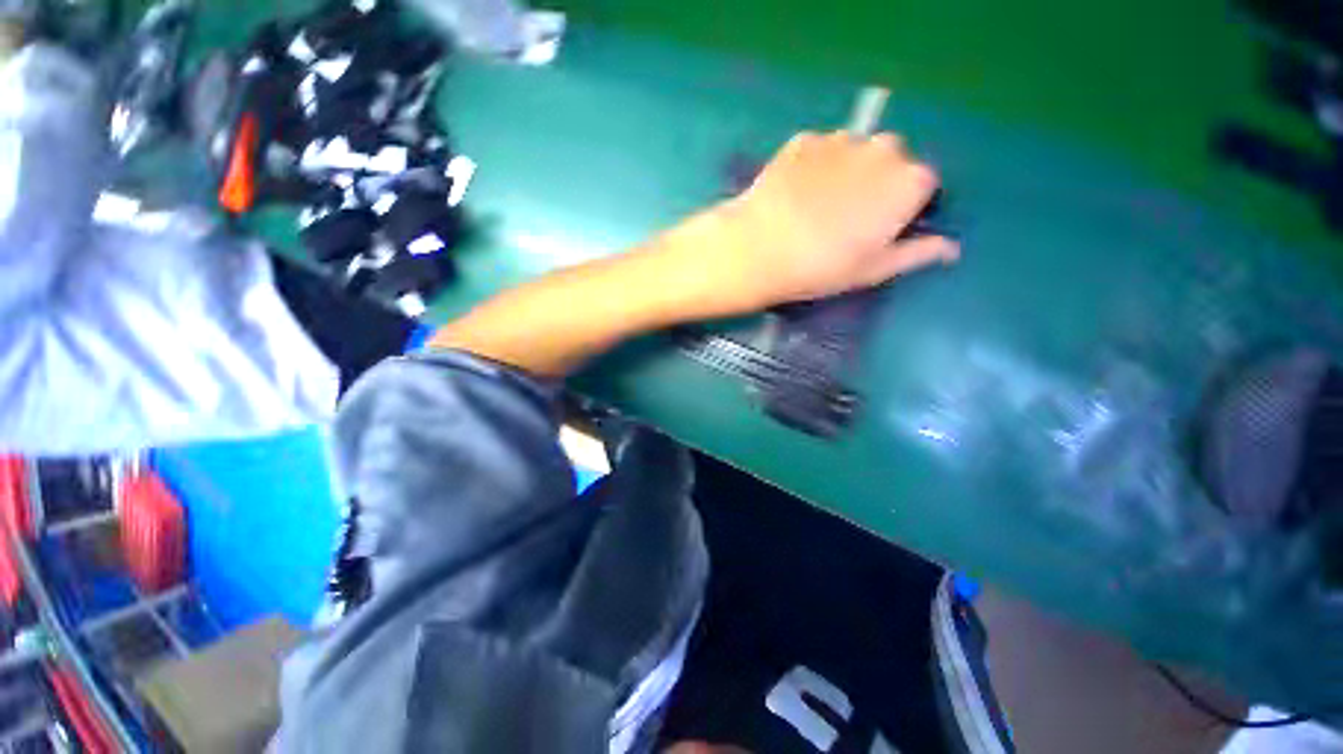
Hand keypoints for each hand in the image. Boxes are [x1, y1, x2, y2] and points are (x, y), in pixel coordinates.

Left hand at [690, 130, 957, 314]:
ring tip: (815, 207)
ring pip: (855, 152)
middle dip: (878, 183)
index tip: (881, 228)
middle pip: (891, 161)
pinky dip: (814, 168)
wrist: (759, 249)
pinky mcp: (803, 140)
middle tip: (846, 218)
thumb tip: (950, 247)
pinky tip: (794, 195)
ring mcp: (840, 139)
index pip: (923, 184)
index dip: (904, 206)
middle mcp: (882, 148)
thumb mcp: (873, 270)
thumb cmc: (820, 267)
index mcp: (909, 181)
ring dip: (846, 171)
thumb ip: (916, 253)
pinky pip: (820, 151)